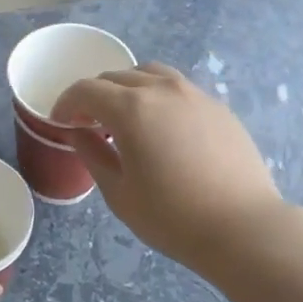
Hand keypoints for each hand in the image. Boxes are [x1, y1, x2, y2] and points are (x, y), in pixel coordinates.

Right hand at [52, 63, 286, 277]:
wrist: (243, 227)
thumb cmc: (172, 217)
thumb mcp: (119, 193)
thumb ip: (92, 154)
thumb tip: (77, 132)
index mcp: (130, 109)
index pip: (86, 90)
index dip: (66, 103)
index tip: (59, 122)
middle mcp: (161, 90)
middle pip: (116, 77)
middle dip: (94, 96)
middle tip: (88, 124)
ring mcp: (194, 94)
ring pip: (149, 74)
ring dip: (127, 88)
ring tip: (125, 117)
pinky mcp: (218, 107)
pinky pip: (177, 88)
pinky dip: (157, 96)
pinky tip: (162, 127)